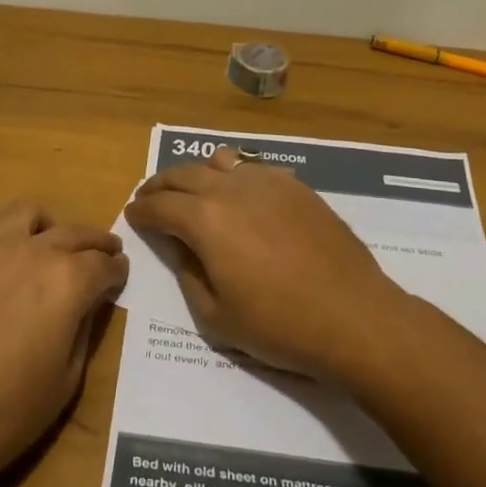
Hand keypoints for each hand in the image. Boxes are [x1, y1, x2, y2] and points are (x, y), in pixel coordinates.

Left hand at [0, 200, 128, 486]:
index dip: (117, 270)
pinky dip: (0, 247)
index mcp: (67, 280)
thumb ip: (83, 329)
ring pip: (26, 214)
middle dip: (94, 243)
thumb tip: (87, 303)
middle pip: (74, 232)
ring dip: (45, 229)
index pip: (104, 263)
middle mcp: (31, 250)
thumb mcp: (67, 379)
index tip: (119, 274)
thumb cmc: (7, 412)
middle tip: (101, 253)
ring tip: (45, 248)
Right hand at [123, 147, 408, 379]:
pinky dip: (233, 175)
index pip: (160, 205)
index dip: (140, 210)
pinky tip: (237, 194)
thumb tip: (178, 245)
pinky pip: (253, 168)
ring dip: (195, 174)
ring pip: (219, 161)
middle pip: (184, 174)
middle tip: (149, 197)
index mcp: (205, 219)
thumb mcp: (215, 315)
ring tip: (190, 190)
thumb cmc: (279, 325)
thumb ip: (187, 272)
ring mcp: (268, 182)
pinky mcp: (297, 186)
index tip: (131, 214)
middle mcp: (232, 188)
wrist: (353, 317)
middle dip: (160, 185)